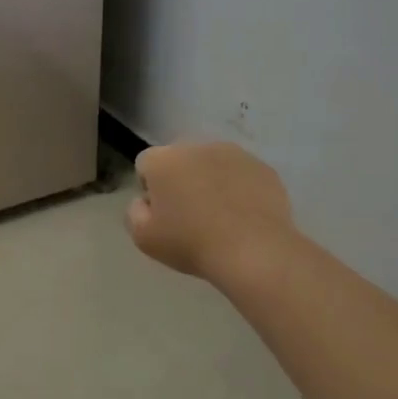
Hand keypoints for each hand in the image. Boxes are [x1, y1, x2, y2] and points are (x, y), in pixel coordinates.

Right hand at [127, 141, 295, 282]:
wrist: (254, 252)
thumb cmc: (191, 244)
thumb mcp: (144, 238)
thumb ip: (134, 212)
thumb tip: (145, 201)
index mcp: (163, 160)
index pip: (145, 164)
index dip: (150, 189)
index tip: (161, 214)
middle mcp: (197, 147)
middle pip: (180, 160)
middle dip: (181, 180)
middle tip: (189, 216)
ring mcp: (234, 154)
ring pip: (213, 164)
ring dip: (211, 182)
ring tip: (220, 217)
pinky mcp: (263, 168)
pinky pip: (242, 175)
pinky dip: (239, 189)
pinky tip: (243, 217)